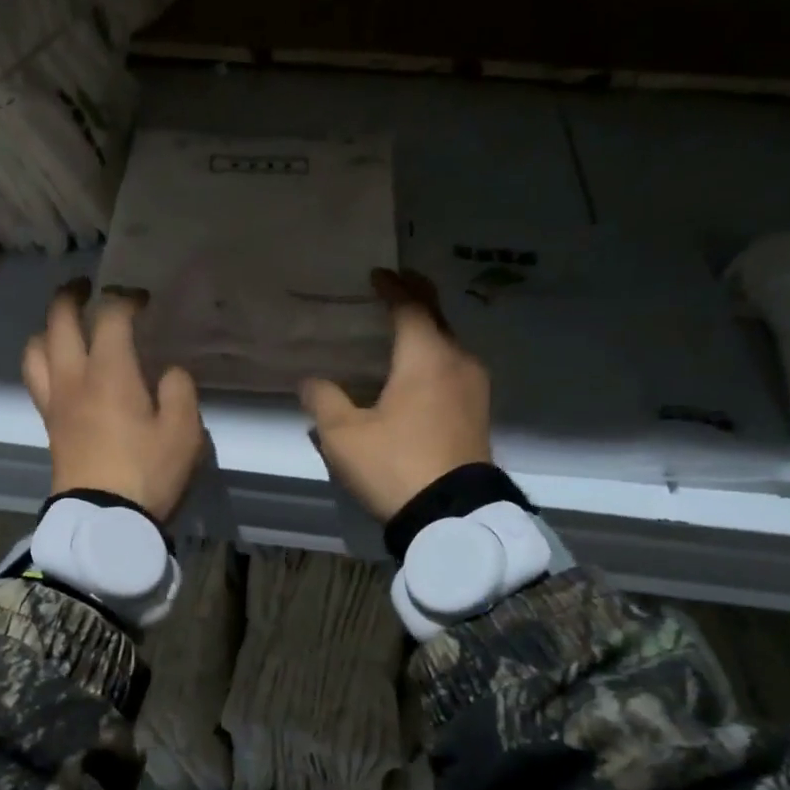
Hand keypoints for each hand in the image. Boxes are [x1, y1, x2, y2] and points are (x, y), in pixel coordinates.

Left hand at [22, 279, 203, 522]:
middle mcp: (74, 377)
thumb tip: (166, 373)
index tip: (142, 300)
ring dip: (48, 328)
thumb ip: (179, 391)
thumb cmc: (147, 473)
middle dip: (72, 296)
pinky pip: (36, 378)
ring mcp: (55, 402)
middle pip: (58, 320)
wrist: (104, 521)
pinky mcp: (49, 426)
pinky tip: (62, 368)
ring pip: (35, 348)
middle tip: (88, 288)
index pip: (110, 316)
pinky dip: (44, 359)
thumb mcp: (184, 431)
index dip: (125, 298)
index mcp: (109, 372)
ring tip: (65, 327)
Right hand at [300, 268, 491, 521]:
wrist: (452, 514)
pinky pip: (454, 371)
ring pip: (448, 346)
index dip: (392, 288)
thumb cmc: (395, 465)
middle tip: (394, 289)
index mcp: (425, 357)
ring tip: (402, 334)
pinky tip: (419, 375)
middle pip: (437, 320)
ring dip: (426, 334)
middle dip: (415, 301)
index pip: (410, 307)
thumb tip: (311, 381)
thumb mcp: (344, 436)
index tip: (377, 275)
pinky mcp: (478, 415)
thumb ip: (325, 401)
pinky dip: (434, 360)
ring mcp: (474, 389)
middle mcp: (457, 362)